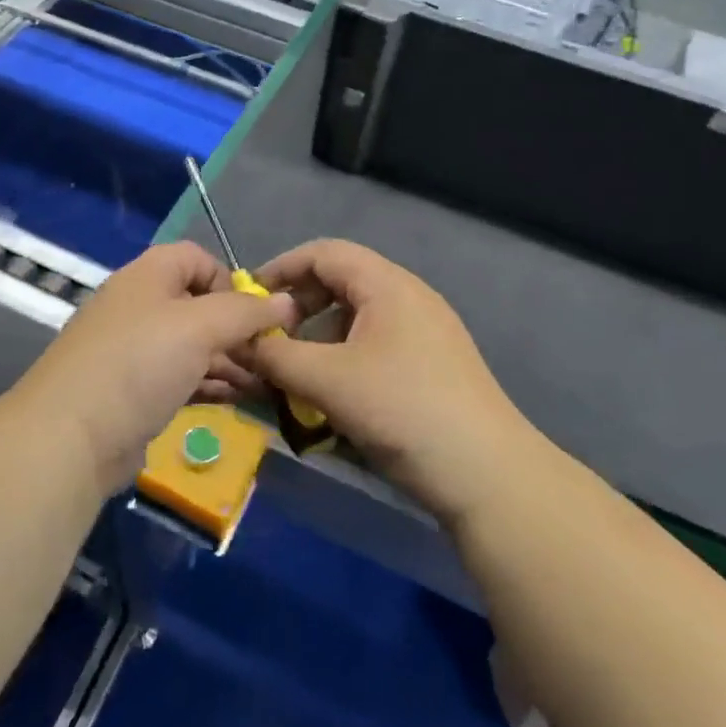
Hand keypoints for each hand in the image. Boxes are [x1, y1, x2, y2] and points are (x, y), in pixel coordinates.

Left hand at [18, 242, 296, 491]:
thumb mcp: (200, 327)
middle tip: (271, 356)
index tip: (255, 313)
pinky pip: (181, 378)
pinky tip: (238, 400)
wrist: (70, 438)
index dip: (229, 279)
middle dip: (237, 328)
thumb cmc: (139, 364)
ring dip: (229, 360)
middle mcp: (139, 307)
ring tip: (266, 383)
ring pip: (192, 346)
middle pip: (198, 305)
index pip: (196, 258)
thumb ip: (246, 312)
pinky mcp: (133, 392)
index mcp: (147, 276)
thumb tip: (286, 302)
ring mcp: (133, 352)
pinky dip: (210, 384)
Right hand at [251, 239, 532, 524]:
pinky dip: (345, 357)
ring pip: (357, 316)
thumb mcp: (327, 381)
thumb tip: (238, 342)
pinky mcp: (432, 363)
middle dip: (299, 306)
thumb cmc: (402, 410)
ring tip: (298, 373)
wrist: (487, 474)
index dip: (282, 268)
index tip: (249, 300)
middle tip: (271, 339)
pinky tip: (334, 394)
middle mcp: (408, 296)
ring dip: (320, 336)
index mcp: (387, 285)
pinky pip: (376, 343)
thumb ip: (275, 356)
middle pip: (340, 282)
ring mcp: (425, 330)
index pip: (324, 253)